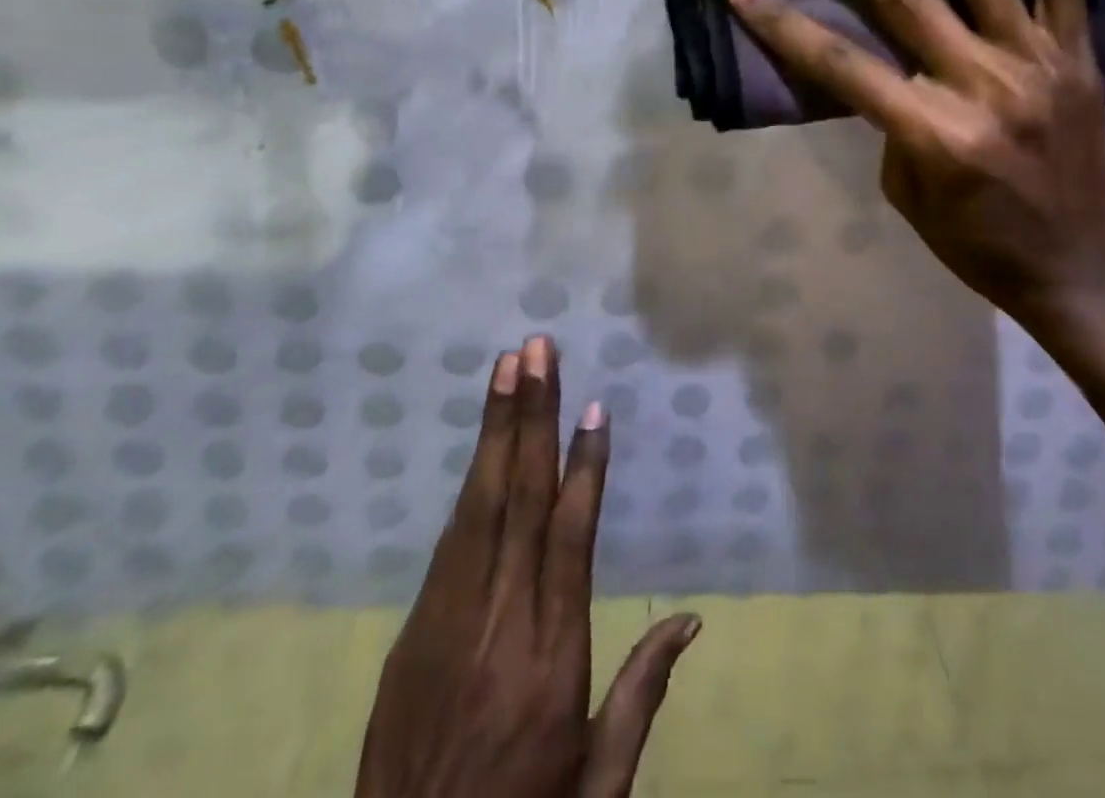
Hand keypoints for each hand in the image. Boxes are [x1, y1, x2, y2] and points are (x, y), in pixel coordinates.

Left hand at [356, 336, 699, 797]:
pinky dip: (470, 482)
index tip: (594, 408)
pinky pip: (449, 540)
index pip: (572, 541)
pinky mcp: (414, 631)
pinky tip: (483, 444)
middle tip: (539, 351)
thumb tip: (691, 618)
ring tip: (510, 367)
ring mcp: (450, 622)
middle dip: (533, 417)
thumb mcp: (598, 786)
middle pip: (522, 501)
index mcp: (554, 661)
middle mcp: (503, 624)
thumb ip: (642, 695)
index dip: (585, 469)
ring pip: (480, 505)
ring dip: (497, 430)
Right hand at [720, 0, 1104, 342]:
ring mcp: (1036, 61)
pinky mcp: (1077, 54)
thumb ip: (893, 120)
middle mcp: (983, 84)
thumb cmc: (978, 246)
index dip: (780, 20)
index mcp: (932, 133)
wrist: (1080, 269)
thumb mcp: (909, 194)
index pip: (839, 65)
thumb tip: (888, 59)